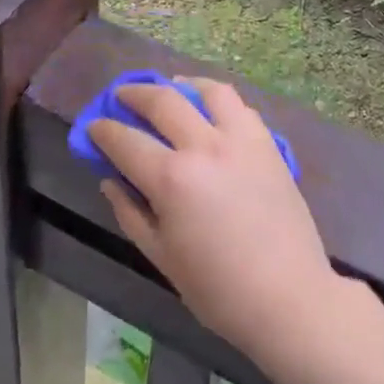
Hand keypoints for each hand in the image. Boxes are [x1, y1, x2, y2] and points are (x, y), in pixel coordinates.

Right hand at [88, 78, 343, 358]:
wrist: (289, 298)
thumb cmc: (218, 289)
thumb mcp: (161, 257)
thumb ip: (130, 212)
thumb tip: (110, 180)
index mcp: (172, 179)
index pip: (125, 140)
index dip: (103, 130)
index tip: (94, 127)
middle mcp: (204, 147)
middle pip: (162, 100)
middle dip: (134, 94)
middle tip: (121, 96)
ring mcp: (240, 140)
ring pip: (206, 91)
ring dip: (180, 85)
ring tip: (170, 89)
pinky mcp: (267, 143)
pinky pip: (239, 106)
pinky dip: (217, 100)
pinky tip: (209, 110)